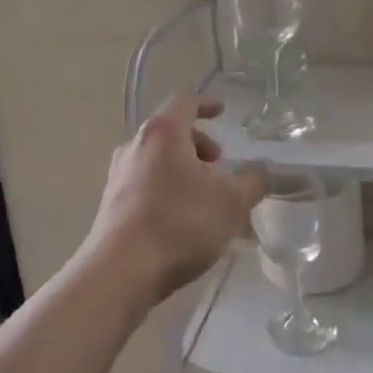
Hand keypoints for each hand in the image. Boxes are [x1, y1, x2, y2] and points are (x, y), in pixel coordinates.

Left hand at [90, 92, 267, 303]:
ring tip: (205, 197)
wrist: (120, 271)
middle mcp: (135, 145)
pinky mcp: (111, 203)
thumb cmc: (179, 224)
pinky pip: (144, 183)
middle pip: (169, 131)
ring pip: (156, 159)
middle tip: (219, 165)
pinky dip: (167, 188)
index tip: (222, 113)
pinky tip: (182, 221)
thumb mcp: (231, 202)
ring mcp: (118, 175)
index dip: (206, 104)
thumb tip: (261, 169)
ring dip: (183, 169)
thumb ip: (253, 181)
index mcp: (162, 133)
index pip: (184, 101)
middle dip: (198, 143)